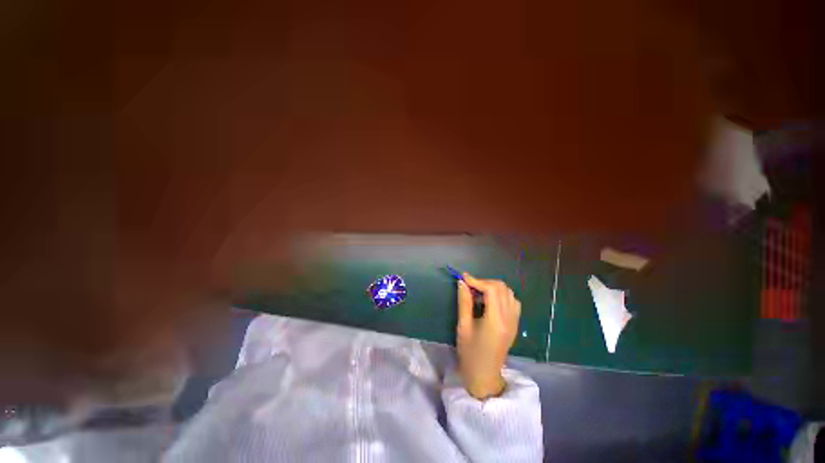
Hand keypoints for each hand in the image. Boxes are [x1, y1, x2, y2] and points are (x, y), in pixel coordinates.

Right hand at [456, 273, 520, 399]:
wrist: (484, 376)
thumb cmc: (470, 353)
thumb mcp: (463, 327)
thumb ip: (464, 302)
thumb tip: (462, 283)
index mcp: (496, 321)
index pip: (492, 290)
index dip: (477, 280)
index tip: (464, 278)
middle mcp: (509, 318)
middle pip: (502, 288)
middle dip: (485, 282)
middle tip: (470, 286)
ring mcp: (514, 321)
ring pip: (508, 293)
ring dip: (493, 288)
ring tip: (479, 294)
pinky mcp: (515, 324)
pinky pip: (512, 301)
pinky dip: (501, 295)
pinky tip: (490, 302)